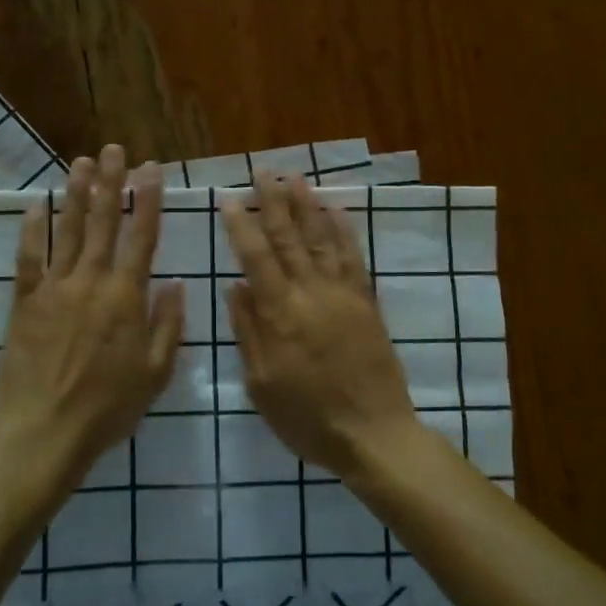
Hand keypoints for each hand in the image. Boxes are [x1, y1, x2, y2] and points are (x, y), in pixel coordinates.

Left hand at [0, 145, 184, 485]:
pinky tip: (36, 206)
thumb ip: (168, 323)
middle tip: (113, 149)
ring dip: (75, 194)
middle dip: (109, 183)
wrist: (45, 430)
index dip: (148, 199)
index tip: (151, 168)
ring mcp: (54, 288)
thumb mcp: (155, 372)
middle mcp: (90, 281)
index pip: (141, 236)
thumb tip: (174, 282)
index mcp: (126, 297)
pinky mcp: (24, 302)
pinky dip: (32, 230)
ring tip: (80, 162)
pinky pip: (28, 258)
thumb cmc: (108, 407)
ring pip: (66, 231)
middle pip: (102, 222)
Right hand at [222, 173, 419, 479]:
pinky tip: (336, 211)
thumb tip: (236, 286)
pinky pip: (353, 258)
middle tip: (264, 172)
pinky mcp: (366, 303)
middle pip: (290, 238)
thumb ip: (249, 331)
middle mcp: (312, 293)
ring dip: (308, 206)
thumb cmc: (308, 417)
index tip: (231, 199)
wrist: (374, 434)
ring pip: (322, 240)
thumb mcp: (262, 383)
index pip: (257, 258)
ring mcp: (343, 295)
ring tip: (296, 179)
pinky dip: (343, 231)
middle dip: (275, 202)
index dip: (243, 226)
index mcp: (281, 314)